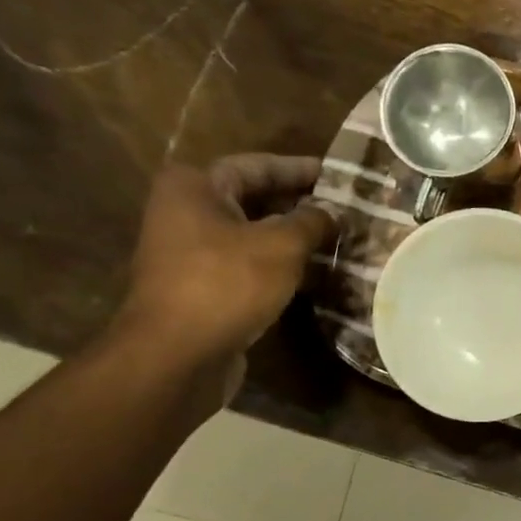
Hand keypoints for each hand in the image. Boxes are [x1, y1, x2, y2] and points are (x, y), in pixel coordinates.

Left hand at [111, 155, 336, 400]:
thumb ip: (312, 222)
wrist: (177, 354)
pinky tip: (314, 275)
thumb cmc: (227, 284)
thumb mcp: (281, 246)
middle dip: (299, 205)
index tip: (337, 175)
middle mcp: (185, 212)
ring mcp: (190, 253)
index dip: (300, 169)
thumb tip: (332, 213)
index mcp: (195, 187)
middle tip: (343, 209)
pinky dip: (279, 266)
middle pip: (253, 199)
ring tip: (336, 241)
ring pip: (252, 235)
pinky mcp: (201, 287)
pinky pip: (247, 265)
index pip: (257, 166)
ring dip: (292, 239)